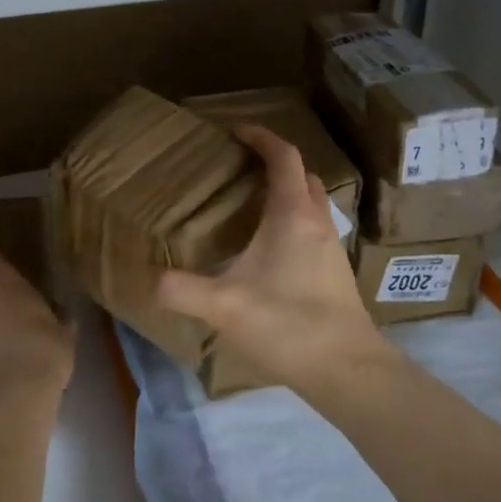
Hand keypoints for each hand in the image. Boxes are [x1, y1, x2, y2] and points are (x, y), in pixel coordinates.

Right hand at [155, 124, 391, 391]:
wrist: (348, 369)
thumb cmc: (288, 324)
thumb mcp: (224, 306)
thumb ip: (182, 290)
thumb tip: (151, 280)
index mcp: (292, 214)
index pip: (283, 156)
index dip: (261, 137)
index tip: (236, 132)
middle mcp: (317, 221)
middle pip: (301, 174)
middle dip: (274, 162)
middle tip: (241, 168)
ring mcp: (332, 246)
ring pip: (311, 201)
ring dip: (287, 191)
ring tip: (252, 205)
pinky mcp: (336, 271)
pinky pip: (314, 227)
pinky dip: (293, 220)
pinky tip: (270, 250)